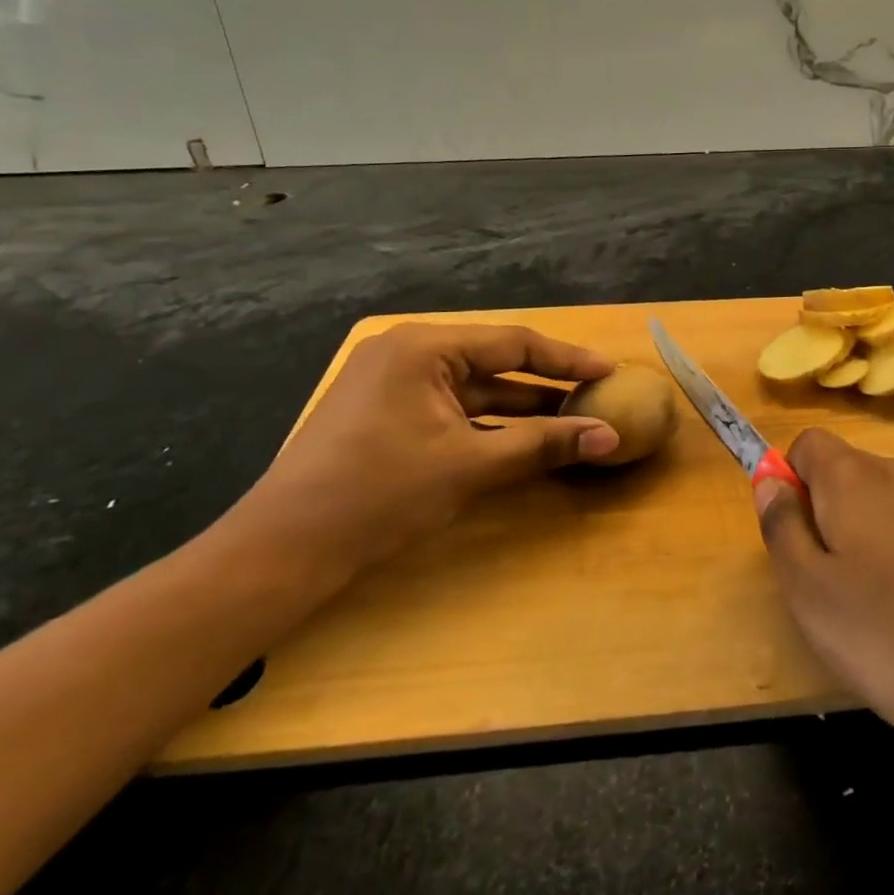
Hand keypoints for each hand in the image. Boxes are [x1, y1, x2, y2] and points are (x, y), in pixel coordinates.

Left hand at [227, 324, 619, 575]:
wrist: (284, 550)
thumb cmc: (380, 493)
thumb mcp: (471, 465)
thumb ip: (544, 445)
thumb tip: (610, 437)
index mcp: (423, 347)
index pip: (513, 344)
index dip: (567, 359)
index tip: (610, 370)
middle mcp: (406, 354)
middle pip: (494, 363)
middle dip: (546, 385)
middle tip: (595, 397)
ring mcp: (391, 384)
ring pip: (474, 390)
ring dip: (520, 408)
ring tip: (570, 420)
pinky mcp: (385, 415)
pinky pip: (452, 410)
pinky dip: (488, 424)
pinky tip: (522, 440)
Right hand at [755, 428, 893, 758]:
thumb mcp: (809, 596)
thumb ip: (781, 527)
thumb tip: (770, 480)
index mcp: (855, 477)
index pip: (809, 444)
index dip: (794, 482)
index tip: (802, 538)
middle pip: (858, 474)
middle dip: (843, 516)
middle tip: (849, 590)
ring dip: (892, 536)